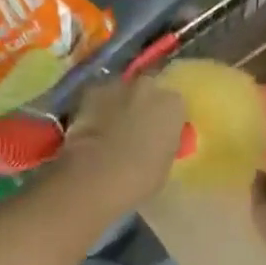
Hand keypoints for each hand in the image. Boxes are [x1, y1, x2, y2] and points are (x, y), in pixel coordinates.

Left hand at [54, 76, 186, 213]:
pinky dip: (98, 110)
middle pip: (149, 91)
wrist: (97, 174)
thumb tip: (158, 140)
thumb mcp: (166, 163)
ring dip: (120, 105)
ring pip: (123, 93)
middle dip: (143, 106)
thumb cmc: (141, 177)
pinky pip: (99, 99)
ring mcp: (118, 87)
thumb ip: (165, 143)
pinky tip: (93, 130)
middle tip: (136, 129)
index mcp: (174, 105)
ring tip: (111, 130)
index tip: (160, 135)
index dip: (166, 121)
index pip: (175, 107)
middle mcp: (149, 87)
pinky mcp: (91, 93)